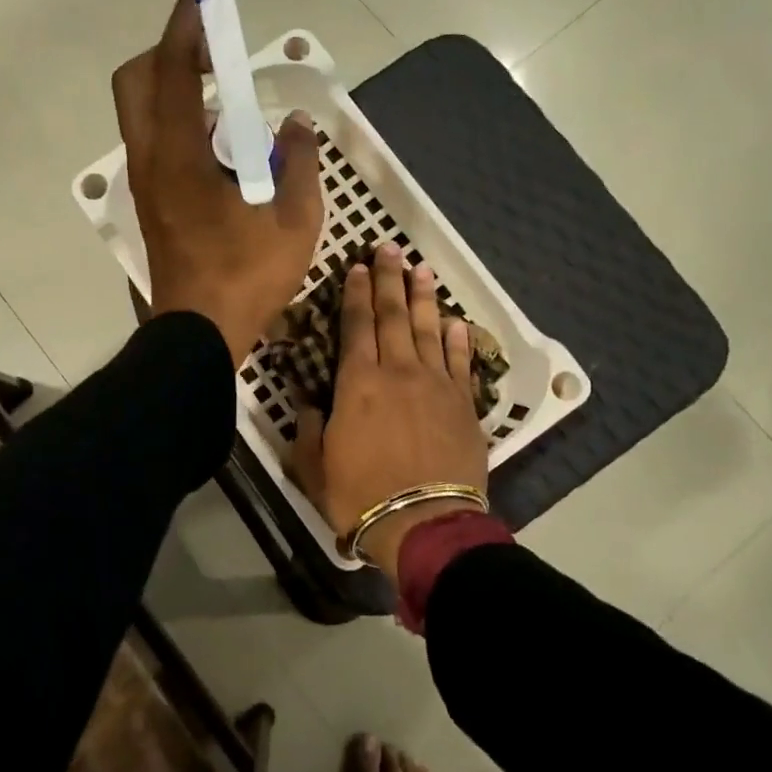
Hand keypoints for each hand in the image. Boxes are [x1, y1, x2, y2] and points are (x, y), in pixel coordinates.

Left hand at [112, 0, 321, 360]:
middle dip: (169, 53)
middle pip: (136, 81)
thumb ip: (300, 163)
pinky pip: (156, 142)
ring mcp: (145, 183)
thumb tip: (297, 127)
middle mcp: (151, 160)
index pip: (173, 71)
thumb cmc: (247, 277)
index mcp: (180, 156)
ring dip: (176, 90)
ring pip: (143, 113)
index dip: (187, 26)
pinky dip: (180, 124)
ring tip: (227, 105)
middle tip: (215, 58)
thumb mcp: (295, 220)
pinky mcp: (150, 202)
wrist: (199, 333)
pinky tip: (221, 147)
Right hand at [292, 243, 488, 583]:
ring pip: (429, 330)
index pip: (355, 325)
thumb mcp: (314, 465)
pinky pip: (460, 362)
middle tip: (389, 248)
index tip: (356, 267)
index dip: (354, 293)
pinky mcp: (464, 404)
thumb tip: (307, 400)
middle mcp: (398, 372)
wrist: (423, 523)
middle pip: (393, 315)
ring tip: (421, 269)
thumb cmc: (360, 495)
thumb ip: (309, 427)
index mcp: (358, 383)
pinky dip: (457, 339)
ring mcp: (436, 385)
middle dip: (388, 279)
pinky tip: (455, 322)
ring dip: (423, 298)